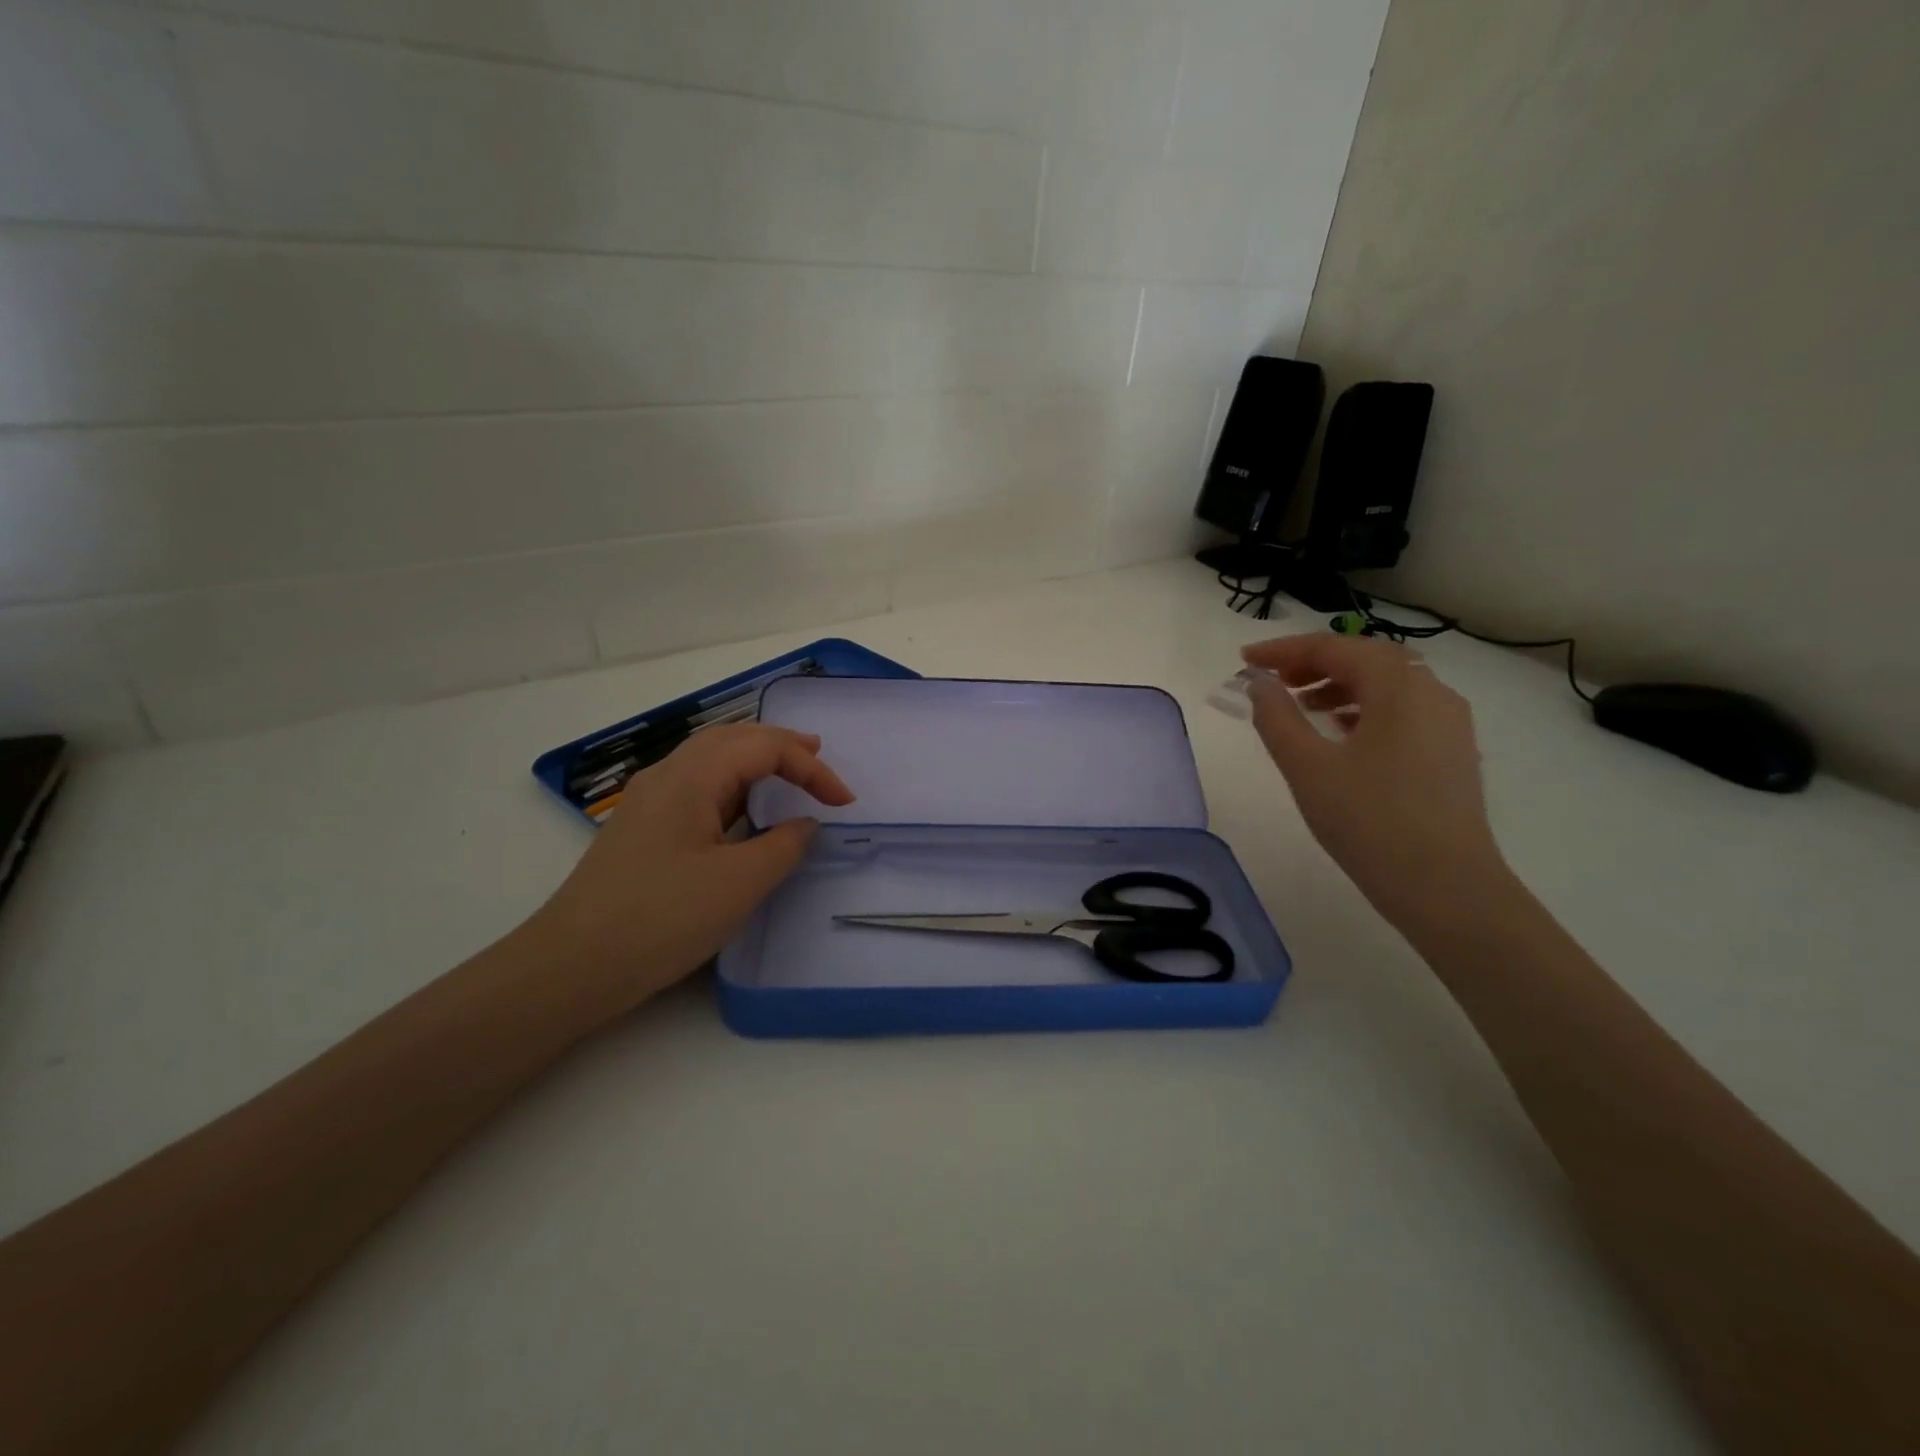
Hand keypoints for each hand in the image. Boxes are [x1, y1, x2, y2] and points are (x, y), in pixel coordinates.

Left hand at [524, 724, 853, 1020]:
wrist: (571, 967)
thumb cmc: (661, 919)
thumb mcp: (738, 884)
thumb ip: (783, 846)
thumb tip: (804, 824)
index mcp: (690, 777)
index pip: (763, 748)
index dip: (811, 768)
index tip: (845, 802)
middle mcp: (667, 777)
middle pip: (732, 739)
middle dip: (781, 745)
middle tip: (821, 756)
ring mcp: (650, 802)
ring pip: (711, 760)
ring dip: (755, 760)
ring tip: (790, 771)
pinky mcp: (644, 830)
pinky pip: (698, 788)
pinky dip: (734, 786)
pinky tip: (744, 809)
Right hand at [1242, 633, 1509, 929]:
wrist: (1445, 887)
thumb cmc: (1369, 821)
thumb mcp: (1307, 766)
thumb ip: (1276, 717)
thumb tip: (1259, 683)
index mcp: (1398, 686)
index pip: (1334, 647)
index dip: (1284, 650)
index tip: (1245, 659)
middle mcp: (1432, 692)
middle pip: (1365, 658)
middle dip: (1314, 663)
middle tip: (1272, 680)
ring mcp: (1449, 722)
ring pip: (1387, 685)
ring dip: (1339, 684)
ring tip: (1301, 706)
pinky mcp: (1452, 751)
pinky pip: (1403, 710)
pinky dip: (1365, 708)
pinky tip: (1341, 733)